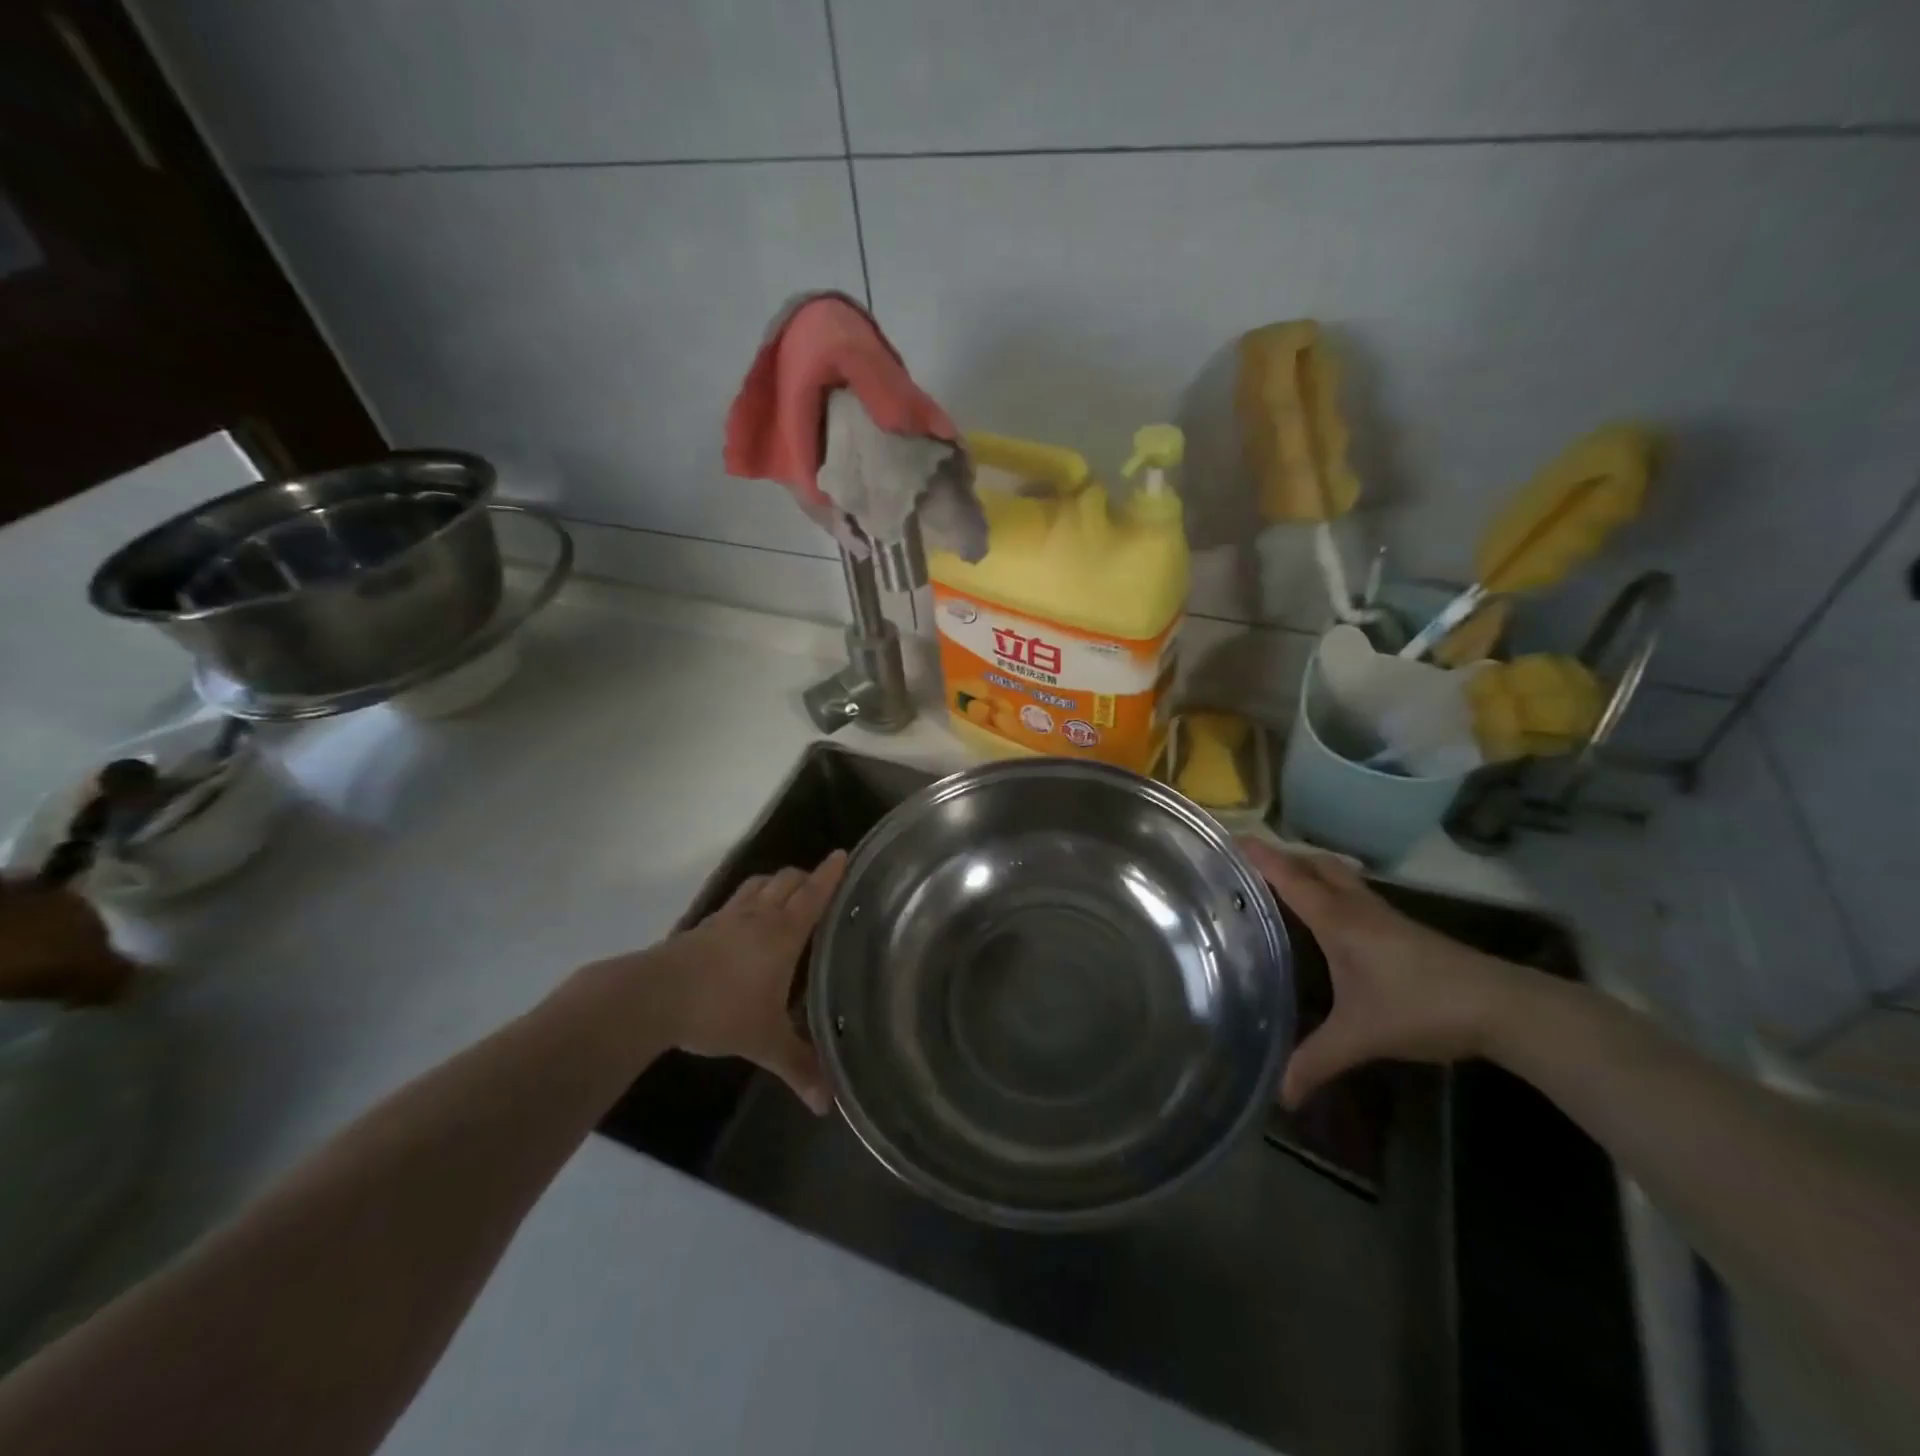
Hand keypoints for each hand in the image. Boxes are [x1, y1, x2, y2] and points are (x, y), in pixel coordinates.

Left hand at [650, 851, 847, 1114]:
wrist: (653, 998)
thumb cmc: (720, 1011)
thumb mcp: (765, 1043)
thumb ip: (798, 1067)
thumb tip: (826, 1106)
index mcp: (783, 933)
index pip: (814, 894)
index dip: (830, 873)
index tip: (843, 854)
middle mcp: (758, 916)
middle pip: (787, 880)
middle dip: (806, 877)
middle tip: (819, 886)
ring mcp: (727, 919)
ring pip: (758, 885)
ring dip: (776, 883)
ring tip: (785, 895)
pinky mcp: (702, 928)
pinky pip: (734, 903)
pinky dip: (749, 901)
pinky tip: (744, 922)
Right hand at [1239, 839, 1523, 1107]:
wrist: (1503, 1007)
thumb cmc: (1421, 1008)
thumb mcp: (1360, 1037)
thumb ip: (1316, 1061)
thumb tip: (1281, 1095)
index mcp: (1337, 920)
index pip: (1289, 878)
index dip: (1260, 857)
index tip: (1230, 839)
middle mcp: (1356, 907)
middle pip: (1314, 864)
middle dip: (1283, 857)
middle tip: (1249, 864)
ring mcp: (1383, 915)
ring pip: (1338, 876)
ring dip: (1310, 870)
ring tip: (1282, 883)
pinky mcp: (1402, 928)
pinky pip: (1355, 894)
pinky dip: (1332, 890)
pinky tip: (1329, 917)